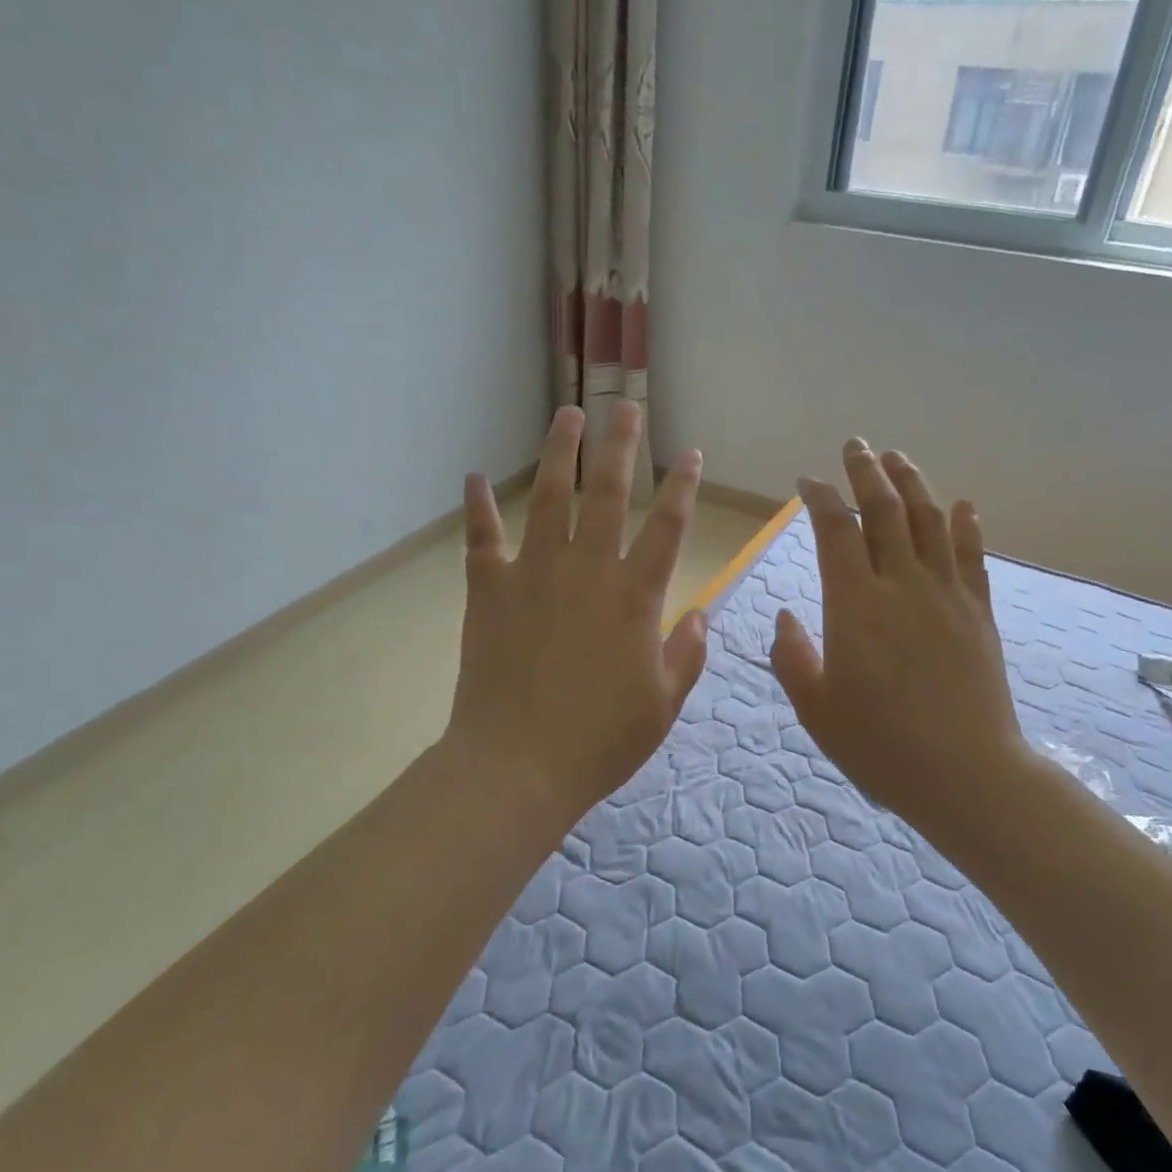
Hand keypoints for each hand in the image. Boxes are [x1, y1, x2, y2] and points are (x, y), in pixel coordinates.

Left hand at [444, 402, 707, 830]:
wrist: (517, 765)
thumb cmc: (600, 740)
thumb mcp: (663, 704)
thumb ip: (687, 654)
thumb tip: (700, 615)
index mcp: (635, 596)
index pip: (668, 527)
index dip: (683, 487)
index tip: (691, 455)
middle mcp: (587, 569)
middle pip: (608, 492)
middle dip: (621, 444)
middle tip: (626, 406)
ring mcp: (534, 574)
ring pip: (549, 498)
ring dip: (559, 453)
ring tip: (568, 414)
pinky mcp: (490, 591)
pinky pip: (482, 540)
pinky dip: (476, 509)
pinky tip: (471, 479)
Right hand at [771, 440, 1032, 840]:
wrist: (968, 775)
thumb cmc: (881, 747)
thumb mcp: (816, 709)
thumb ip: (792, 657)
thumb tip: (785, 617)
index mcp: (856, 605)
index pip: (836, 530)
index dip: (820, 498)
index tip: (807, 481)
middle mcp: (903, 585)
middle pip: (886, 510)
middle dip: (867, 471)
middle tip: (856, 445)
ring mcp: (947, 595)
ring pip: (931, 521)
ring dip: (913, 483)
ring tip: (898, 458)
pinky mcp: (979, 612)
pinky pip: (972, 556)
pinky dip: (965, 526)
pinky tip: (963, 506)